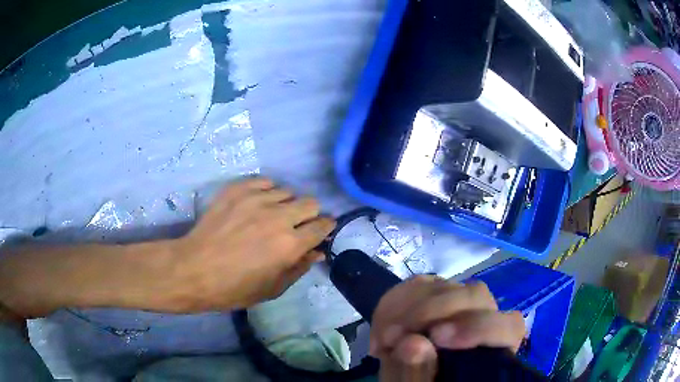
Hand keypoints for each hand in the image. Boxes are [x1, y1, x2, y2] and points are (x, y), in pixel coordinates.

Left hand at [171, 177, 335, 311]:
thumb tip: (317, 252)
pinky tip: (256, 205)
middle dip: (309, 215)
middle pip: (310, 202)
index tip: (321, 230)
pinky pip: (264, 182)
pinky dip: (266, 192)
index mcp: (289, 245)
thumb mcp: (272, 288)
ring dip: (285, 205)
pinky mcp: (237, 190)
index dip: (326, 227)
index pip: (322, 226)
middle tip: (296, 226)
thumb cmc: (233, 287)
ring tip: (270, 216)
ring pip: (287, 191)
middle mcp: (278, 217)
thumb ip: (299, 268)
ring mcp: (256, 199)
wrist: (193, 270)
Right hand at [370, 276, 525, 381]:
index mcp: (494, 351)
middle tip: (394, 337)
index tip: (437, 337)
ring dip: (406, 306)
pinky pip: (421, 284)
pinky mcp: (437, 298)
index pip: (508, 326)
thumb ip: (418, 374)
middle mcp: (485, 322)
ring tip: (384, 338)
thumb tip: (412, 343)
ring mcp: (461, 307)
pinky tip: (382, 324)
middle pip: (475, 296)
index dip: (478, 326)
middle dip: (429, 311)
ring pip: (446, 286)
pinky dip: (396, 300)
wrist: (415, 380)